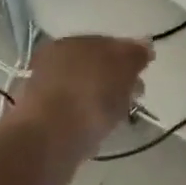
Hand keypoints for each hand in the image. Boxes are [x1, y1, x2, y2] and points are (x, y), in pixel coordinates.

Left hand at [13, 35, 152, 184]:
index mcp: (72, 42)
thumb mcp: (122, 68)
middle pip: (93, 67)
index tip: (144, 74)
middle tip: (135, 97)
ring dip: (100, 101)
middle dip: (115, 79)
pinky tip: (97, 131)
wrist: (47, 142)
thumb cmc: (89, 97)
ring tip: (118, 118)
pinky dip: (87, 119)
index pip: (107, 43)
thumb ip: (134, 55)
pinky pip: (74, 114)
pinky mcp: (41, 122)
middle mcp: (54, 61)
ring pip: (83, 91)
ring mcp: (45, 92)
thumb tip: (143, 45)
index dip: (128, 56)